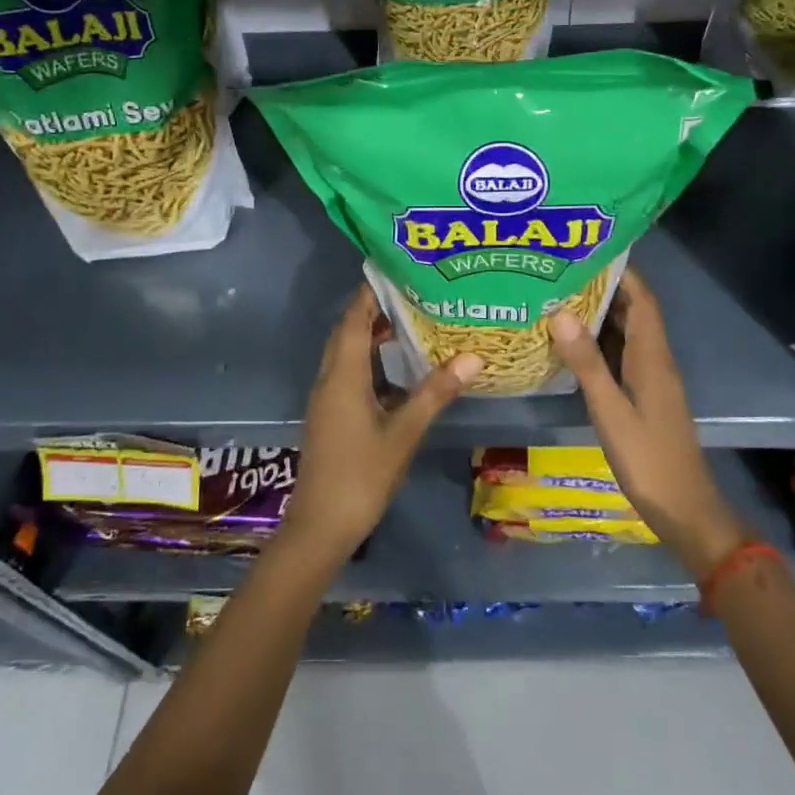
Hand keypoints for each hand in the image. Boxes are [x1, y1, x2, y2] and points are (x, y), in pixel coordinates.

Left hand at [281, 285, 480, 562]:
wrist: (321, 526)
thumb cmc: (362, 476)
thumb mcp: (404, 433)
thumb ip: (436, 392)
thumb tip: (473, 356)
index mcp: (343, 374)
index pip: (354, 318)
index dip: (371, 291)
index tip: (397, 269)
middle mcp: (329, 378)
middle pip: (348, 330)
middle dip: (374, 308)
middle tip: (413, 291)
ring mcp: (327, 397)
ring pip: (346, 352)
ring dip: (371, 334)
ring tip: (410, 321)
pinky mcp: (330, 414)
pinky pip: (348, 372)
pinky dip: (369, 360)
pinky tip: (397, 369)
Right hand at [547, 268, 752, 575]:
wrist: (684, 509)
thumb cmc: (648, 459)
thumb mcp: (610, 411)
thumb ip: (587, 363)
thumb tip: (560, 312)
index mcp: (652, 356)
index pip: (641, 299)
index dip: (622, 271)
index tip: (588, 250)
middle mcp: (655, 359)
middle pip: (632, 311)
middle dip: (603, 288)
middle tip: (561, 272)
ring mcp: (651, 378)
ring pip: (625, 334)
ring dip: (599, 315)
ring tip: (560, 297)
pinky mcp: (644, 395)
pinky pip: (621, 355)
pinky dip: (599, 343)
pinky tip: (571, 344)